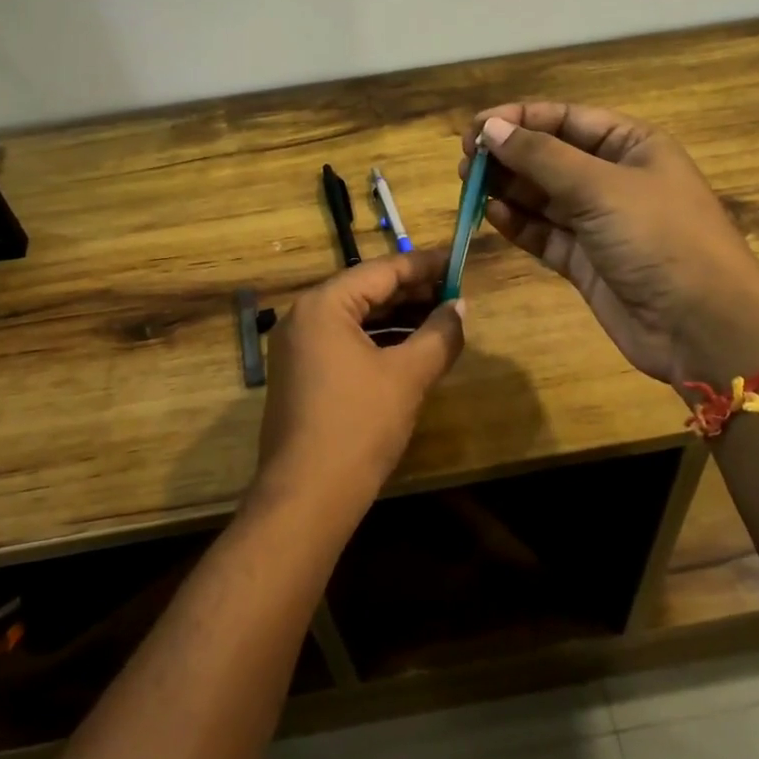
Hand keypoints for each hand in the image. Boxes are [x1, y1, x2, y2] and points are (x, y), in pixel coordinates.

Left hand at [253, 250, 465, 520]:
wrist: (306, 498)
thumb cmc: (359, 426)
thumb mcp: (408, 376)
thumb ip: (440, 334)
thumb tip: (460, 306)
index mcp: (324, 305)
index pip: (382, 270)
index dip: (424, 265)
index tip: (458, 260)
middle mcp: (304, 317)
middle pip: (367, 291)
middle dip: (413, 292)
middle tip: (456, 292)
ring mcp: (297, 348)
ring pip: (357, 318)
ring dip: (398, 318)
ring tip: (441, 319)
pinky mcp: (301, 375)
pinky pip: (345, 342)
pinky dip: (379, 341)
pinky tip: (412, 350)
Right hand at [462, 104, 758, 384]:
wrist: (702, 326)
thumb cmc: (659, 238)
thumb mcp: (600, 187)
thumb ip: (541, 157)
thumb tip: (492, 129)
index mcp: (631, 146)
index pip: (566, 119)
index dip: (520, 120)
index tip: (476, 130)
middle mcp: (614, 178)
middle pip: (549, 156)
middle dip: (509, 156)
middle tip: (466, 163)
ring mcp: (599, 222)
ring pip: (542, 196)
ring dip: (507, 189)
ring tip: (469, 186)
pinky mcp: (585, 261)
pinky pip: (544, 233)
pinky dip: (519, 224)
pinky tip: (492, 215)